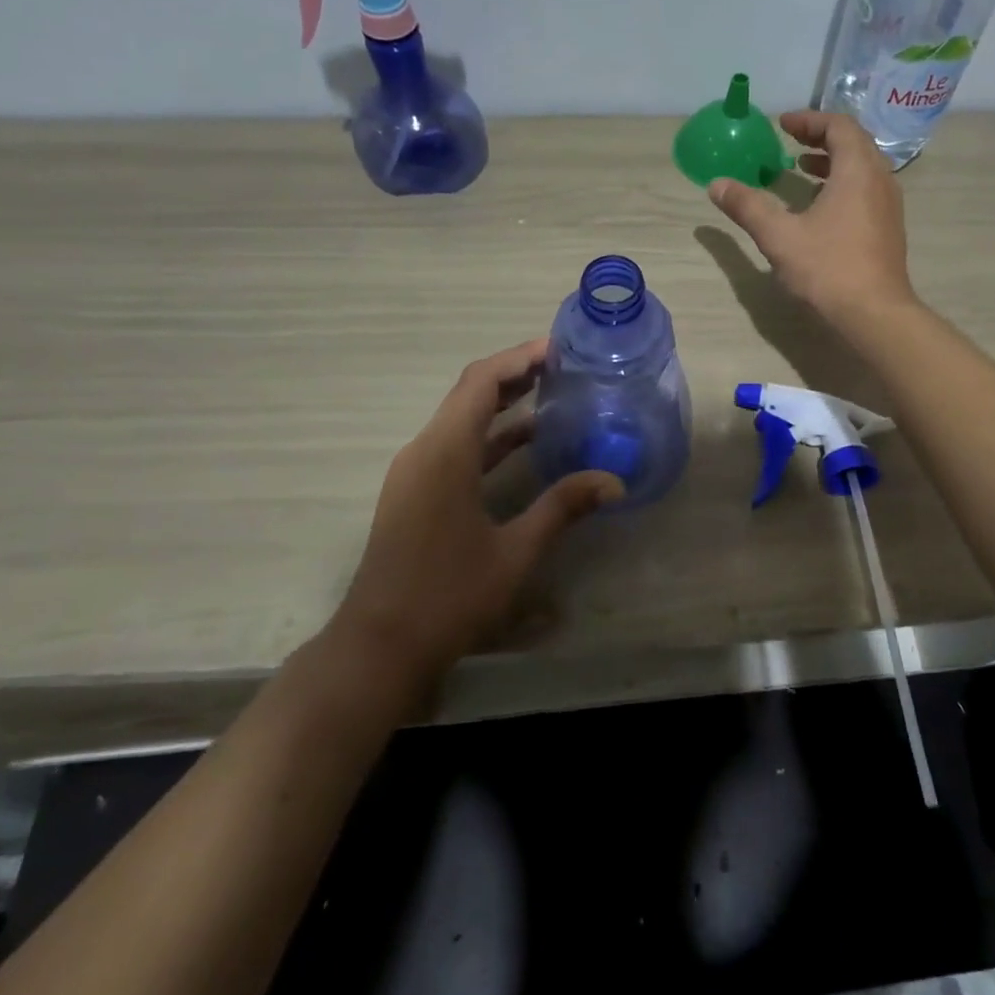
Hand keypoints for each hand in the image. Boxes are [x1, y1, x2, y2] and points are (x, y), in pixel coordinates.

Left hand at [326, 339, 621, 682]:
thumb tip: (614, 481)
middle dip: (515, 374)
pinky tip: (525, 444)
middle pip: (470, 393)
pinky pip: (455, 445)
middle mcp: (425, 450)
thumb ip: (563, 507)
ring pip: (462, 418)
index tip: (558, 348)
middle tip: (563, 365)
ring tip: (551, 393)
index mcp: (445, 452)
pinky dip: (490, 435)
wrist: (379, 647)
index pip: (481, 382)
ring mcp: (415, 471)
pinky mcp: (415, 492)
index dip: (519, 358)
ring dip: (503, 404)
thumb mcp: (516, 551)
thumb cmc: (448, 596)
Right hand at [707, 110, 915, 322]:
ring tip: (801, 169)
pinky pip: (866, 190)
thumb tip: (717, 185)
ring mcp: (889, 206)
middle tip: (790, 141)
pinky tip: (819, 207)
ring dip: (832, 162)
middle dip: (820, 137)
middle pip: (854, 143)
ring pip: (862, 168)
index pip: (839, 126)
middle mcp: (880, 180)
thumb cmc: (827, 268)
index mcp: (857, 171)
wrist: (875, 314)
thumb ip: (748, 206)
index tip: (783, 124)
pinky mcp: (888, 228)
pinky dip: (842, 184)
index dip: (810, 120)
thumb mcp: (779, 236)